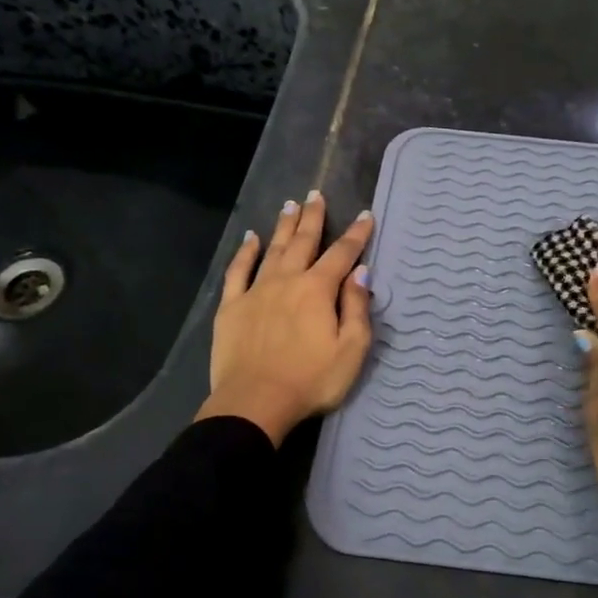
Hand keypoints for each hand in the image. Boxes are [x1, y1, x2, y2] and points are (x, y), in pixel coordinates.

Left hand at [195, 191, 373, 445]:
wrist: (255, 403)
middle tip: (316, 195)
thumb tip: (360, 273)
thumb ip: (357, 308)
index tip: (366, 216)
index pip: (342, 254)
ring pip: (272, 250)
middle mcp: (287, 280)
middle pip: (303, 242)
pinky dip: (245, 252)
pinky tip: (250, 239)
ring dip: (283, 226)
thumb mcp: (351, 350)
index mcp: (317, 290)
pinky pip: (238, 271)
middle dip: (313, 217)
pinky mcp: (231, 307)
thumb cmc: (311, 380)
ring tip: (290, 205)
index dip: (356, 234)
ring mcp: (256, 291)